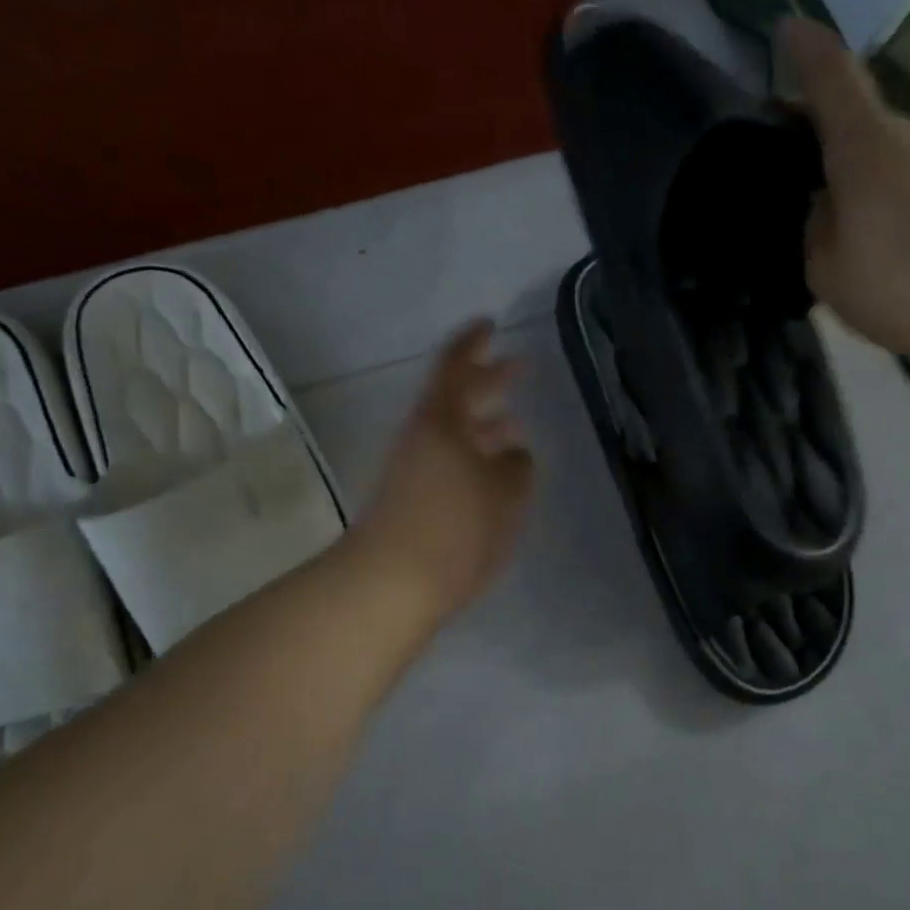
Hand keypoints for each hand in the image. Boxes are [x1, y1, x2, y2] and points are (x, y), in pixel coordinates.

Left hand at [354, 320, 535, 618]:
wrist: (390, 585)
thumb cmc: (452, 528)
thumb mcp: (503, 494)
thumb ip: (517, 467)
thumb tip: (515, 455)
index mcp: (441, 421)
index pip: (456, 366)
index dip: (474, 342)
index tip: (491, 324)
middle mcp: (422, 437)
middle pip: (456, 397)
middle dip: (489, 380)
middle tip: (519, 367)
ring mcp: (412, 469)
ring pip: (454, 433)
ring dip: (484, 424)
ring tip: (517, 426)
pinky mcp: (411, 500)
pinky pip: (449, 462)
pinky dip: (474, 457)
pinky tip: (495, 474)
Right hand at [779, 17, 909, 362]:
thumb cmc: (904, 285)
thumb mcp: (827, 269)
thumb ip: (816, 227)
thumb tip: (827, 206)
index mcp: (866, 146)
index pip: (832, 77)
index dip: (805, 50)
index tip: (787, 28)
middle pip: (859, 120)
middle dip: (823, 135)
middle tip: (792, 170)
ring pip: (891, 156)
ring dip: (862, 176)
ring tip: (842, 226)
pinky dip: (896, 200)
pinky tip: (892, 247)